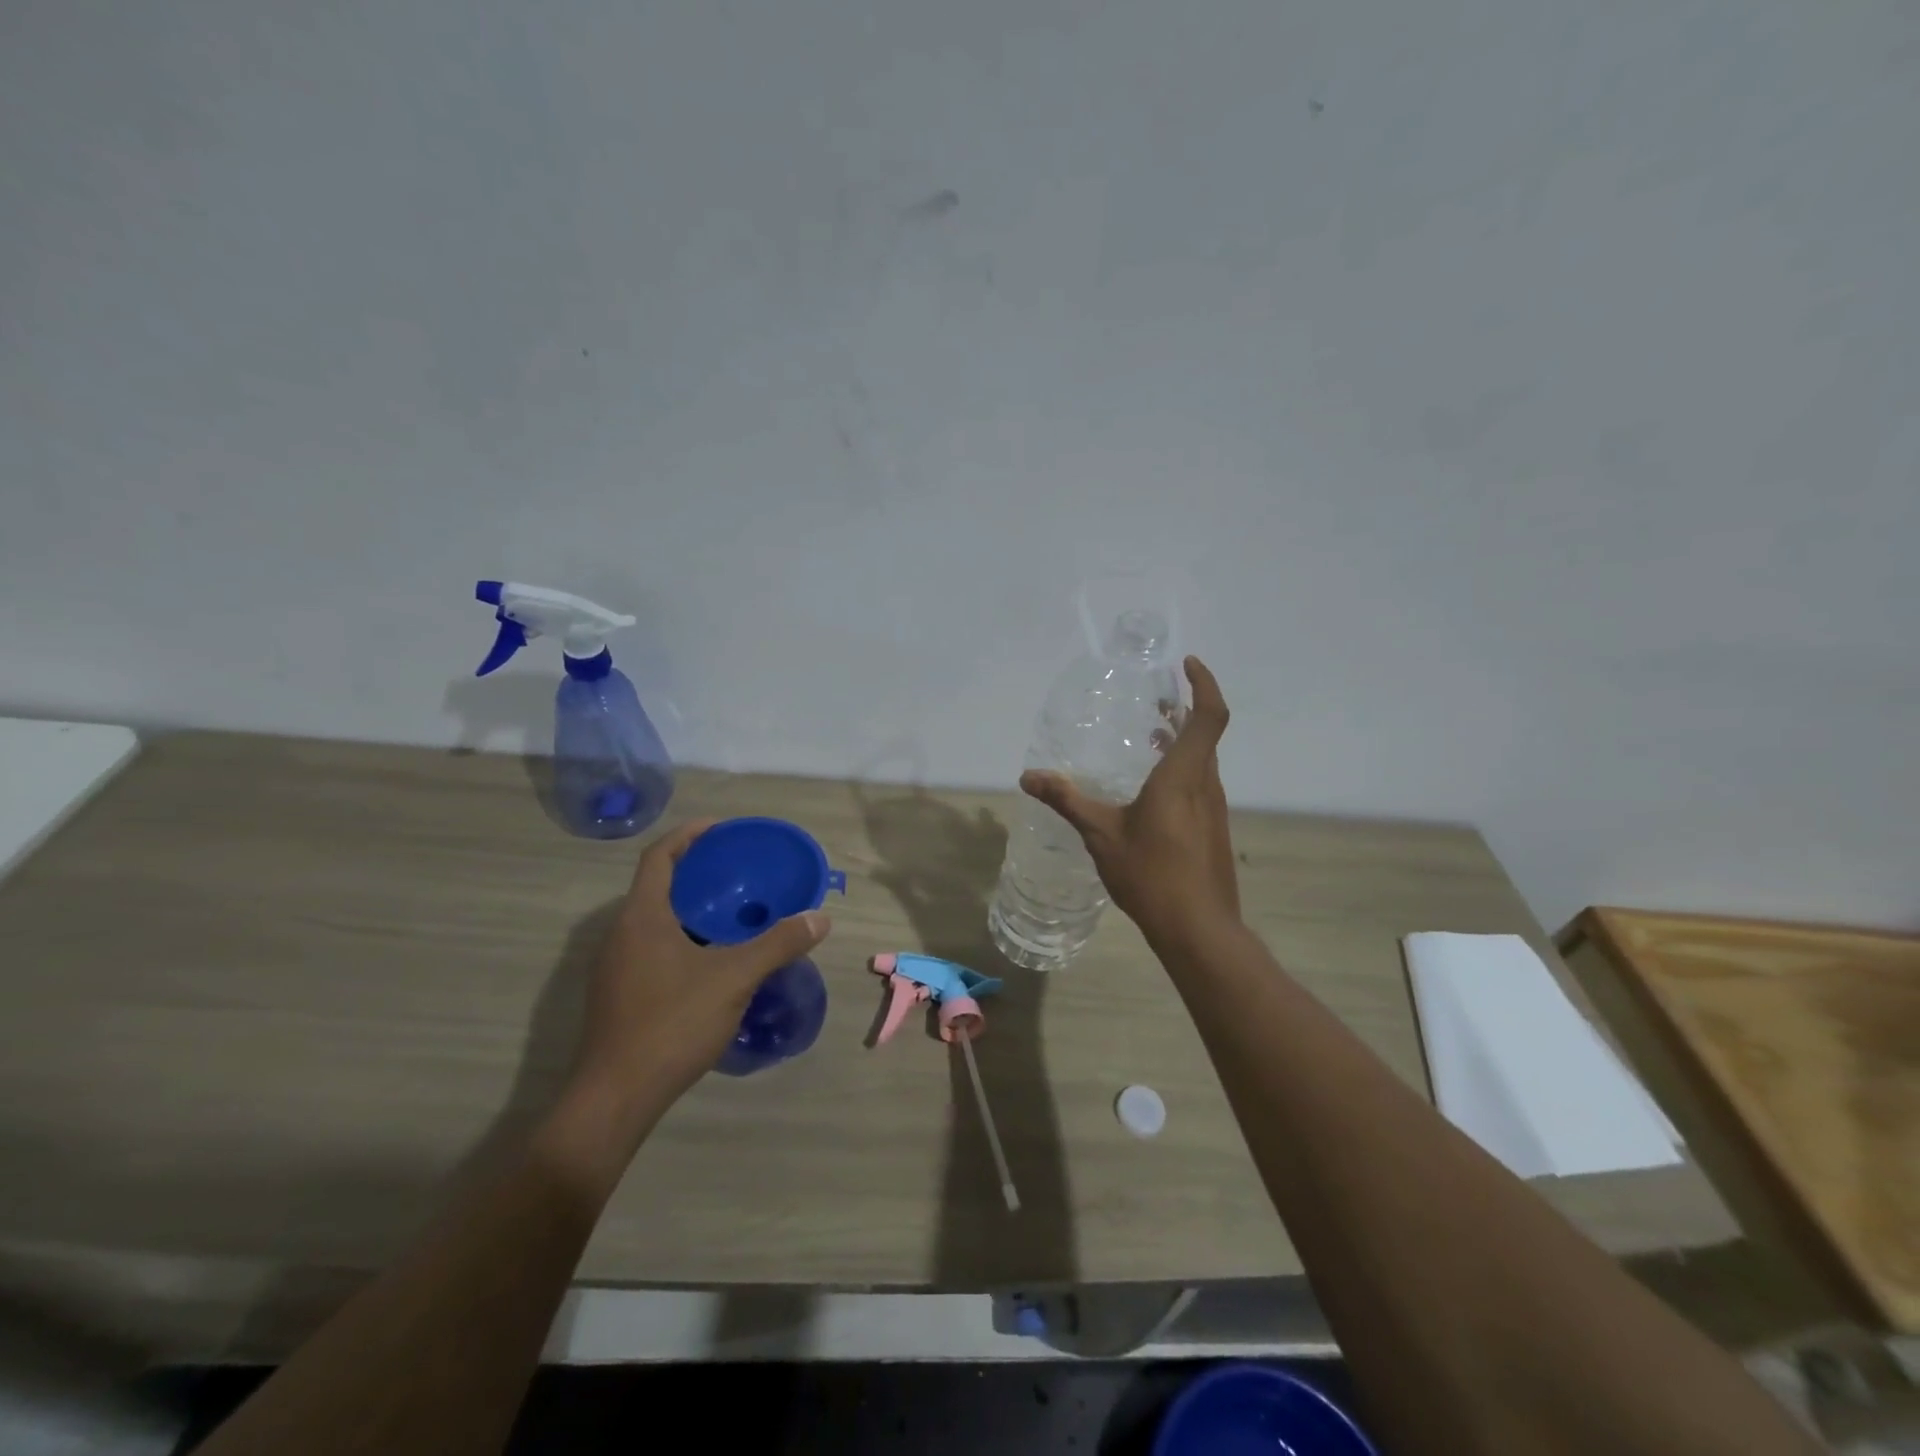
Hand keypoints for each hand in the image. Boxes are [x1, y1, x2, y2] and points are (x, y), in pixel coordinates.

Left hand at [569, 819, 831, 1108]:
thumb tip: (819, 918)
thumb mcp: (734, 978)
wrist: (615, 1098)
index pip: (659, 856)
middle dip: (697, 873)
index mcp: (642, 917)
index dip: (689, 835)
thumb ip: (778, 944)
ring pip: (655, 921)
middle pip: (657, 886)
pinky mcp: (619, 995)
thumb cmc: (671, 1023)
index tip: (722, 829)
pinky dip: (683, 939)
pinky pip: (653, 948)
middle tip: (738, 873)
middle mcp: (622, 934)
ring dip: (690, 909)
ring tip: (733, 914)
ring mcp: (616, 967)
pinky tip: (713, 962)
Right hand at [1020, 656, 1238, 946]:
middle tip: (1156, 698)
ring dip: (1183, 741)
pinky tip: (1153, 790)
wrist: (1198, 928)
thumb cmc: (1150, 873)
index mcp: (1183, 776)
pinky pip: (1200, 784)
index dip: (1203, 684)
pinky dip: (1182, 769)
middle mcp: (1206, 785)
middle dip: (1185, 709)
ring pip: (1203, 760)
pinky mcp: (1213, 830)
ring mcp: (1214, 809)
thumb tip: (1028, 777)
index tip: (1186, 664)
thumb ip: (1066, 800)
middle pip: (1206, 734)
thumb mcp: (1100, 833)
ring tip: (1152, 735)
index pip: (1209, 716)